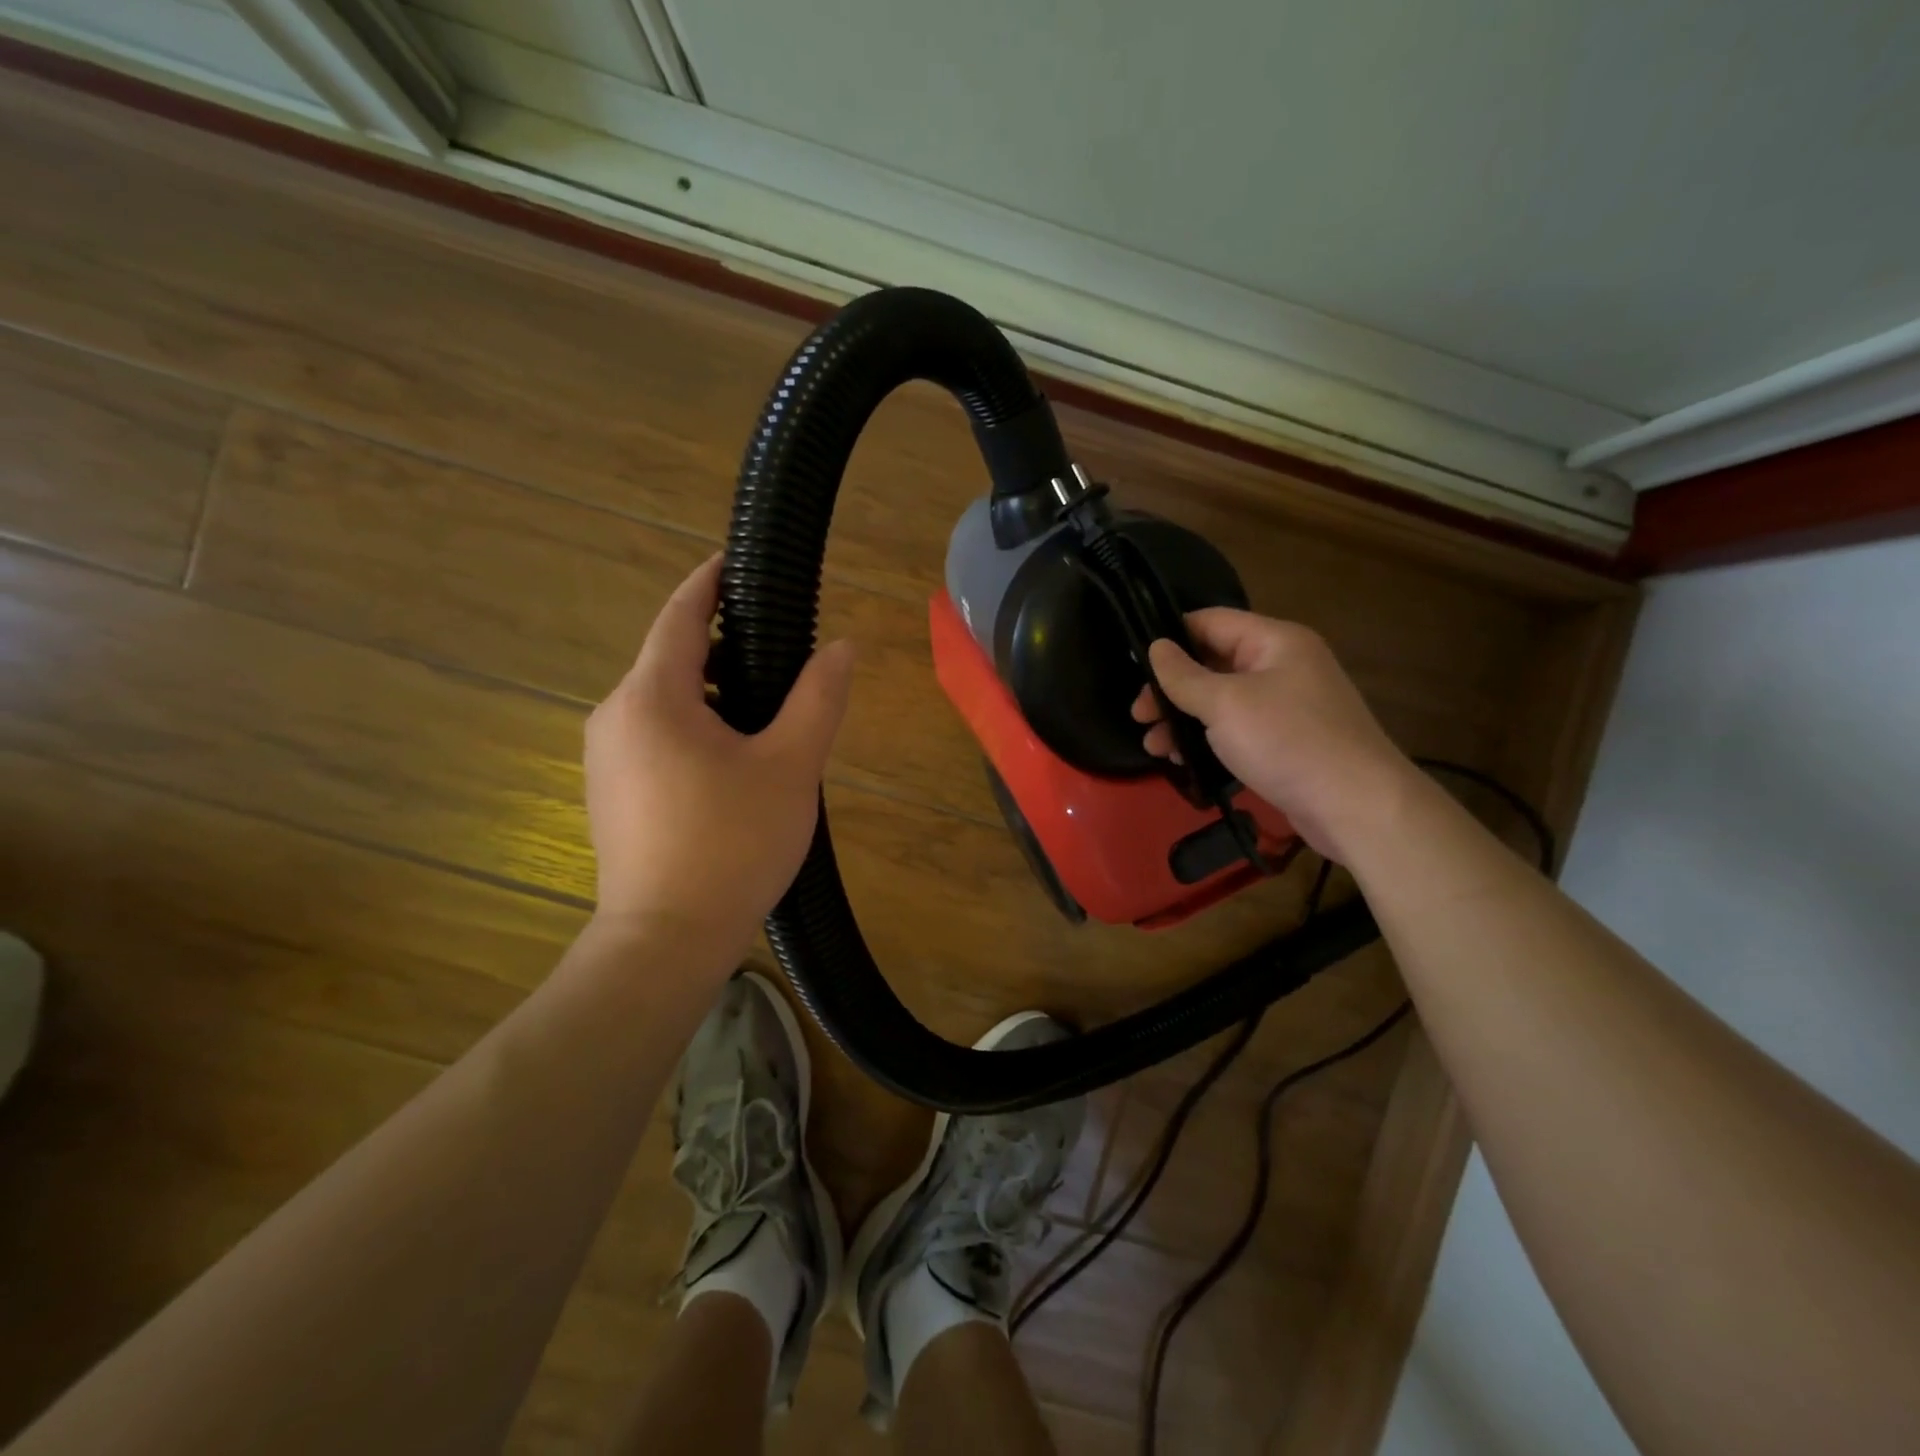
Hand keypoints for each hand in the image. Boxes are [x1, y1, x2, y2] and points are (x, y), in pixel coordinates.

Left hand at [584, 555, 854, 954]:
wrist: (666, 941)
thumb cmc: (731, 845)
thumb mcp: (790, 766)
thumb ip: (818, 699)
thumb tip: (842, 647)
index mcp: (652, 696)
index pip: (680, 614)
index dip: (711, 582)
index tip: (740, 563)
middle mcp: (615, 715)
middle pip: (672, 657)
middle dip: (724, 646)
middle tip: (784, 655)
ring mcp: (606, 756)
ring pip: (664, 700)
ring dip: (712, 691)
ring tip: (768, 712)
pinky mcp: (611, 791)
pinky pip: (654, 735)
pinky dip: (694, 726)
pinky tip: (734, 760)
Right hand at [1132, 608, 1415, 862]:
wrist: (1356, 806)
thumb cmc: (1287, 741)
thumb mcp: (1224, 704)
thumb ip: (1183, 676)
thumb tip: (1155, 647)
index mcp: (1274, 641)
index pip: (1210, 622)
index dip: (1170, 638)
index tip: (1134, 665)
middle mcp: (1282, 665)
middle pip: (1212, 663)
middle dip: (1171, 689)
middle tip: (1140, 716)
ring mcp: (1286, 704)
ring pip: (1221, 700)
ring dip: (1183, 719)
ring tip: (1154, 747)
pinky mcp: (1286, 740)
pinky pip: (1237, 729)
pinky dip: (1208, 739)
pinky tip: (1183, 760)